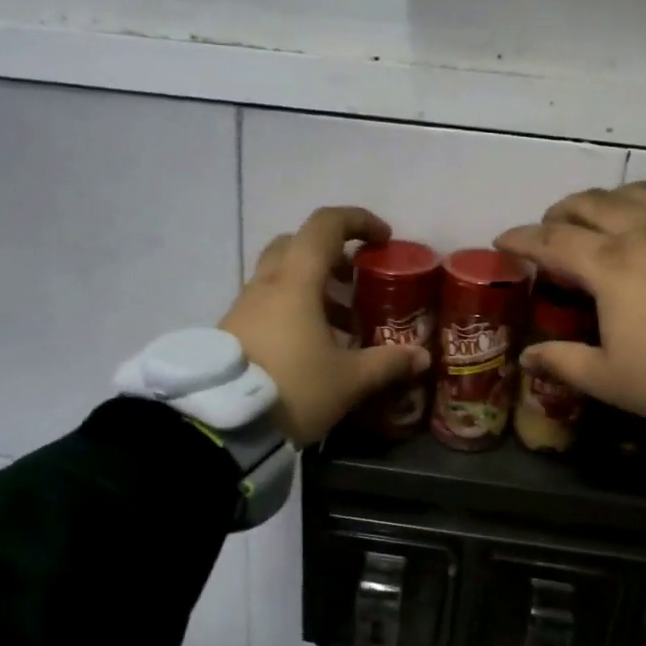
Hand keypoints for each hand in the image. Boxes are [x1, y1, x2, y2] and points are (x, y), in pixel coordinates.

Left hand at [220, 206, 429, 446]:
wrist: (224, 425)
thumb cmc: (294, 389)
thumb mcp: (348, 380)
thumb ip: (387, 363)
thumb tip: (421, 356)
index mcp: (296, 282)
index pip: (325, 226)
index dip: (358, 221)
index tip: (382, 239)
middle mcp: (266, 284)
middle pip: (297, 244)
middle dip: (331, 254)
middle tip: (355, 279)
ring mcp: (243, 306)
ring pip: (279, 275)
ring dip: (312, 285)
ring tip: (342, 323)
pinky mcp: (231, 329)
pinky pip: (267, 302)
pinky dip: (292, 308)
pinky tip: (311, 345)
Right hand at [495, 155, 645, 427]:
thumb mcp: (606, 378)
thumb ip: (561, 362)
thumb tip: (526, 358)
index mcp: (609, 265)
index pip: (552, 241)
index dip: (522, 239)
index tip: (503, 242)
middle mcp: (645, 234)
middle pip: (593, 205)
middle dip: (564, 213)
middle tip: (552, 230)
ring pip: (645, 194)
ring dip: (617, 197)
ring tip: (605, 210)